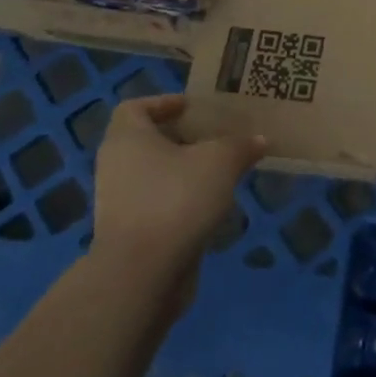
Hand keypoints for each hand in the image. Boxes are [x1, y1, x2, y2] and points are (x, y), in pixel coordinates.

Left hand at [89, 94, 264, 300]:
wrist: (142, 273)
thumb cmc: (176, 198)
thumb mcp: (221, 161)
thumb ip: (241, 145)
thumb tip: (259, 140)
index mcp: (127, 138)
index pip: (135, 108)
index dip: (164, 103)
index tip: (193, 108)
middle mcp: (116, 166)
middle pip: (147, 142)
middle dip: (182, 139)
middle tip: (217, 138)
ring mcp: (119, 203)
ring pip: (154, 175)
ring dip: (185, 172)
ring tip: (222, 172)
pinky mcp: (130, 234)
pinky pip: (158, 205)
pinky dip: (181, 201)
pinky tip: (212, 206)